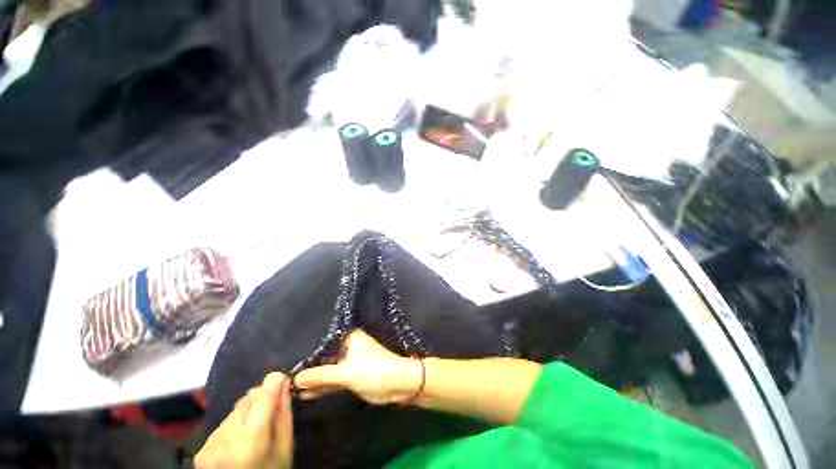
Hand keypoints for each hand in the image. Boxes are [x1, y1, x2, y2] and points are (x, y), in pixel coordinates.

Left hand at [195, 373, 292, 468]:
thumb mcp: (284, 449)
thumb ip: (284, 416)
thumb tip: (285, 385)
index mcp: (251, 438)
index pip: (262, 395)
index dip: (274, 381)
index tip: (282, 378)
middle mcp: (227, 436)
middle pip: (247, 399)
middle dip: (261, 398)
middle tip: (271, 409)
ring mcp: (210, 443)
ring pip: (234, 410)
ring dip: (247, 412)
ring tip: (254, 430)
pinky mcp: (201, 449)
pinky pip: (223, 424)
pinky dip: (234, 425)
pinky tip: (239, 441)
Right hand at [294, 330, 422, 404]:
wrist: (397, 384)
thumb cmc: (374, 371)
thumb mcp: (346, 373)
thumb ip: (321, 375)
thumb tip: (295, 378)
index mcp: (349, 338)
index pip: (323, 341)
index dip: (306, 349)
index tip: (286, 356)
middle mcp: (347, 347)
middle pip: (323, 356)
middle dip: (308, 365)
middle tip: (282, 373)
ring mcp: (348, 363)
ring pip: (327, 370)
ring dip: (313, 378)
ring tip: (288, 386)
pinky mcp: (350, 376)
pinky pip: (331, 380)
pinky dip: (321, 386)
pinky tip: (304, 393)